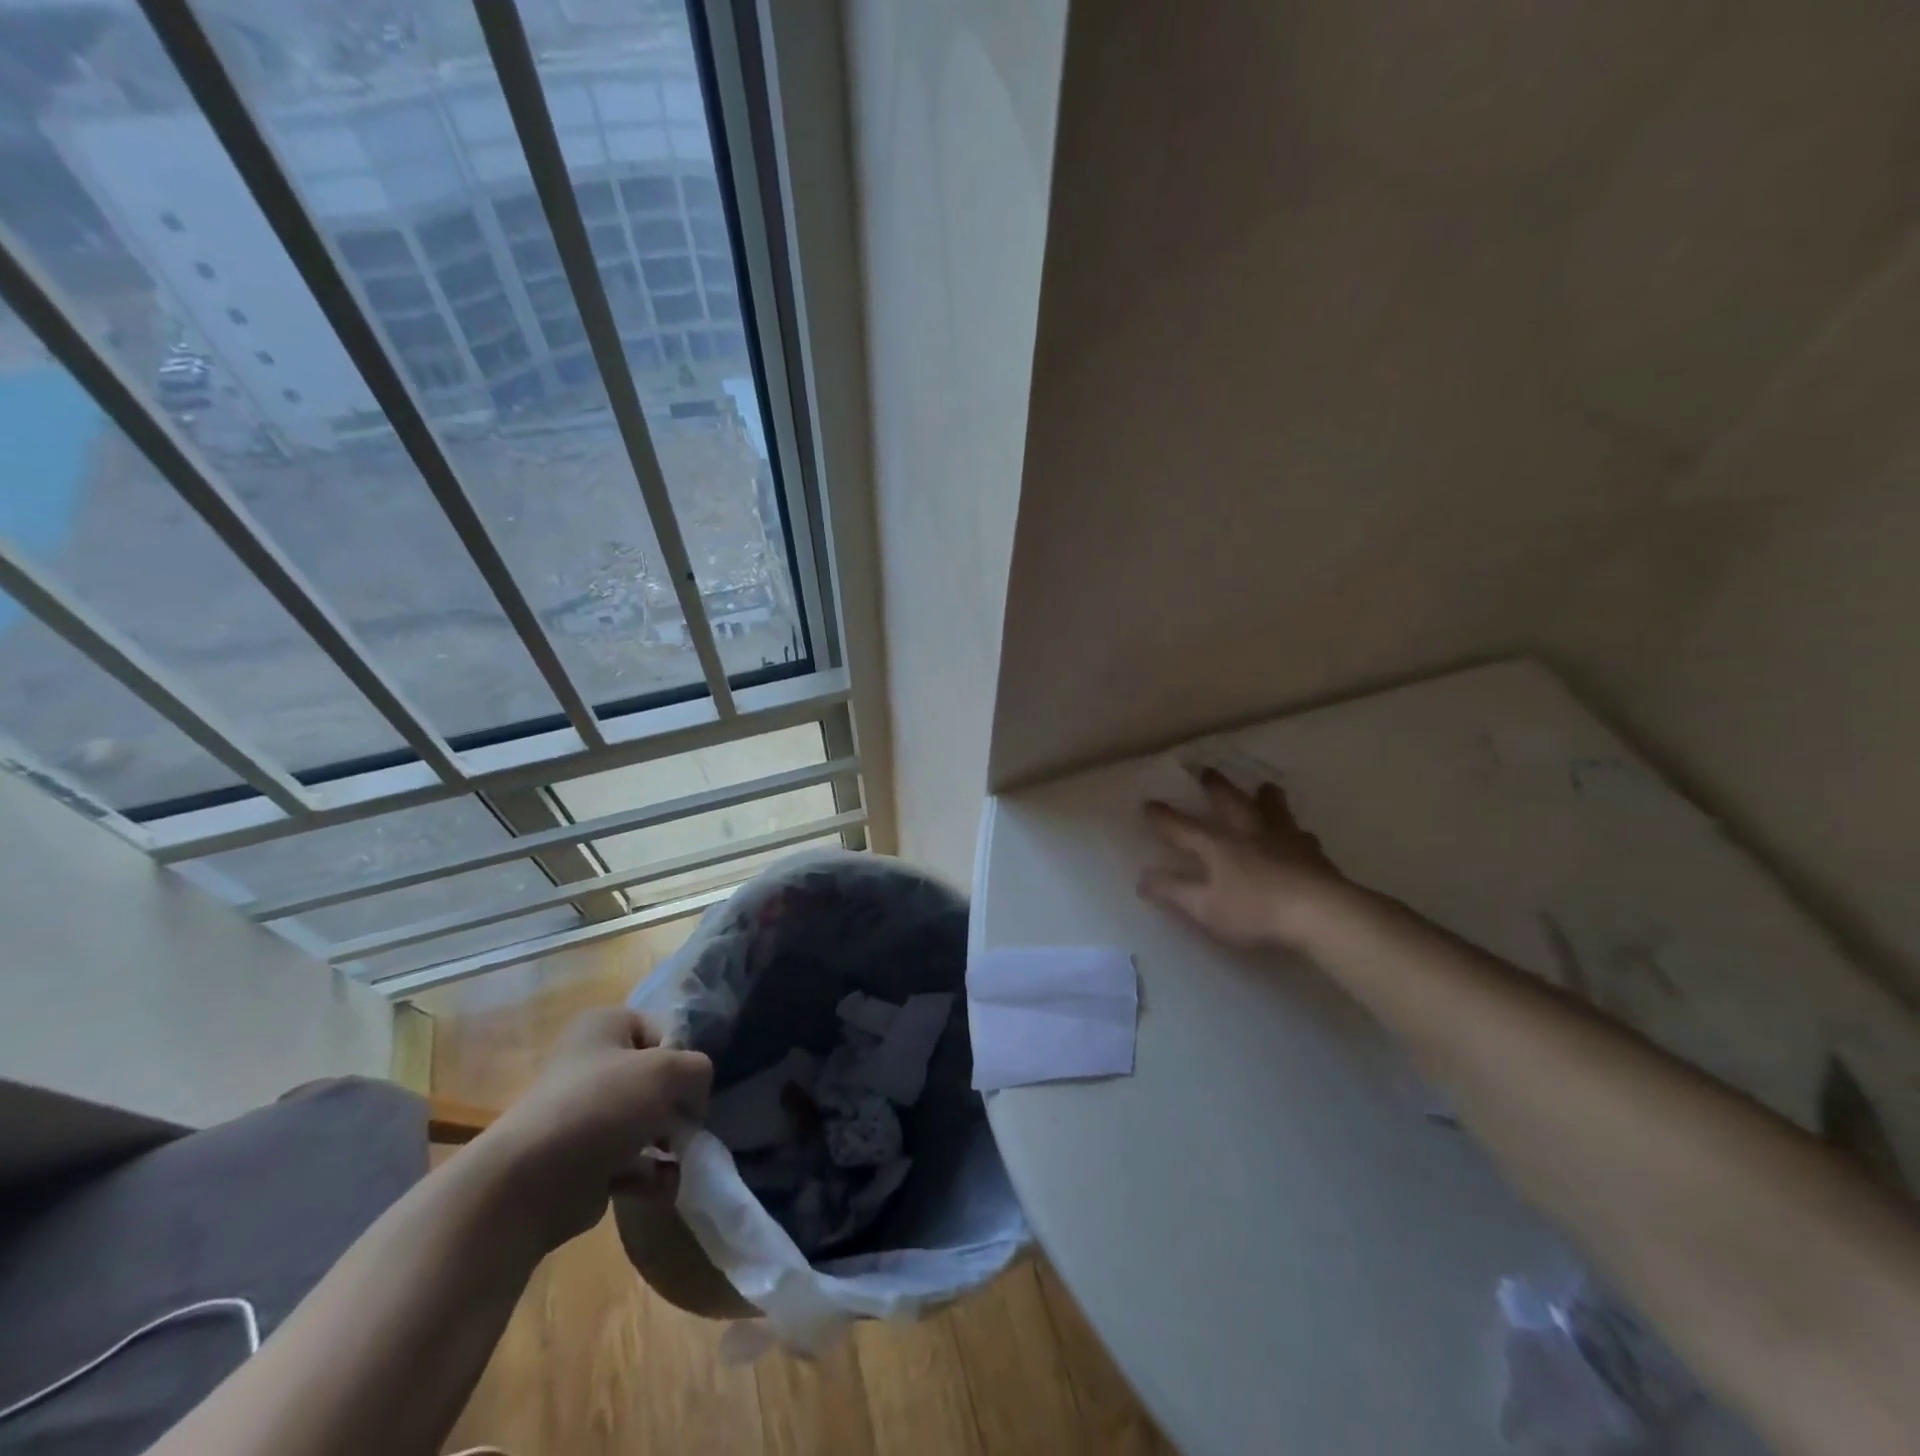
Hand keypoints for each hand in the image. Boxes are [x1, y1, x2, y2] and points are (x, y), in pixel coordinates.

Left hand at [483, 1007, 712, 1248]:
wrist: (529, 1183)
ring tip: (676, 1158)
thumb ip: (698, 1070)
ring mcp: (585, 1116)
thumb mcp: (669, 1070)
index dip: (680, 1057)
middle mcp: (591, 1064)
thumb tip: (693, 1100)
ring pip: (646, 1122)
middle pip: (655, 1080)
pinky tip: (658, 1185)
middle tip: (685, 1126)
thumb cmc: (602, 1106)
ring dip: (668, 1142)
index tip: (686, 1085)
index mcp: (604, 1027)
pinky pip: (631, 1162)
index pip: (662, 1031)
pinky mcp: (582, 1162)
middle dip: (676, 1106)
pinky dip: (649, 1174)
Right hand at [1138, 768, 1350, 950]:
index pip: (1182, 828)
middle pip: (1230, 803)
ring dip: (1265, 798)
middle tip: (1207, 771)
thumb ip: (1174, 891)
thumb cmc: (1255, 911)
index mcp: (1218, 845)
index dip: (1163, 817)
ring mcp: (1284, 840)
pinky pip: (1302, 836)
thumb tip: (1142, 878)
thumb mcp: (1205, 907)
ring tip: (1265, 786)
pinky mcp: (1313, 854)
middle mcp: (1248, 834)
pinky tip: (1302, 834)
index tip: (1148, 804)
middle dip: (1215, 788)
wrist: (1320, 913)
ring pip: (1272, 811)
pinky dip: (1297, 832)